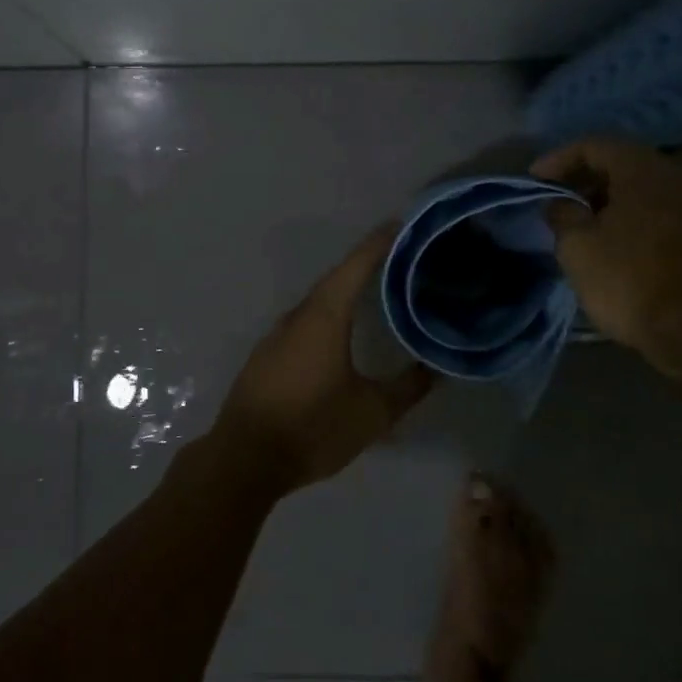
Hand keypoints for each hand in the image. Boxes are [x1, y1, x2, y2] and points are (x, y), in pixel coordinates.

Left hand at [211, 224, 436, 492]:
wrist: (245, 458)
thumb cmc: (312, 427)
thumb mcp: (372, 413)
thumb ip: (408, 388)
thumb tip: (436, 368)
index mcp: (324, 316)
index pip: (356, 265)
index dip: (380, 243)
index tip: (402, 223)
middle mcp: (299, 315)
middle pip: (337, 278)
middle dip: (367, 264)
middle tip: (401, 257)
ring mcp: (278, 334)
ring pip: (319, 301)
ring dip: (347, 291)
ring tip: (378, 289)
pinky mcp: (268, 354)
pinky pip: (306, 321)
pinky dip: (329, 314)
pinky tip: (343, 329)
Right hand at [530, 138, 681, 366]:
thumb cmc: (626, 277)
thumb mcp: (576, 243)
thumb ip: (562, 213)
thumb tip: (560, 203)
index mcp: (641, 170)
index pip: (592, 146)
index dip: (557, 160)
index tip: (533, 181)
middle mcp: (671, 177)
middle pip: (617, 162)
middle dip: (581, 177)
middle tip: (551, 196)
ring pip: (635, 187)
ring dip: (601, 197)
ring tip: (572, 219)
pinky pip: (650, 208)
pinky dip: (622, 213)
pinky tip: (602, 236)